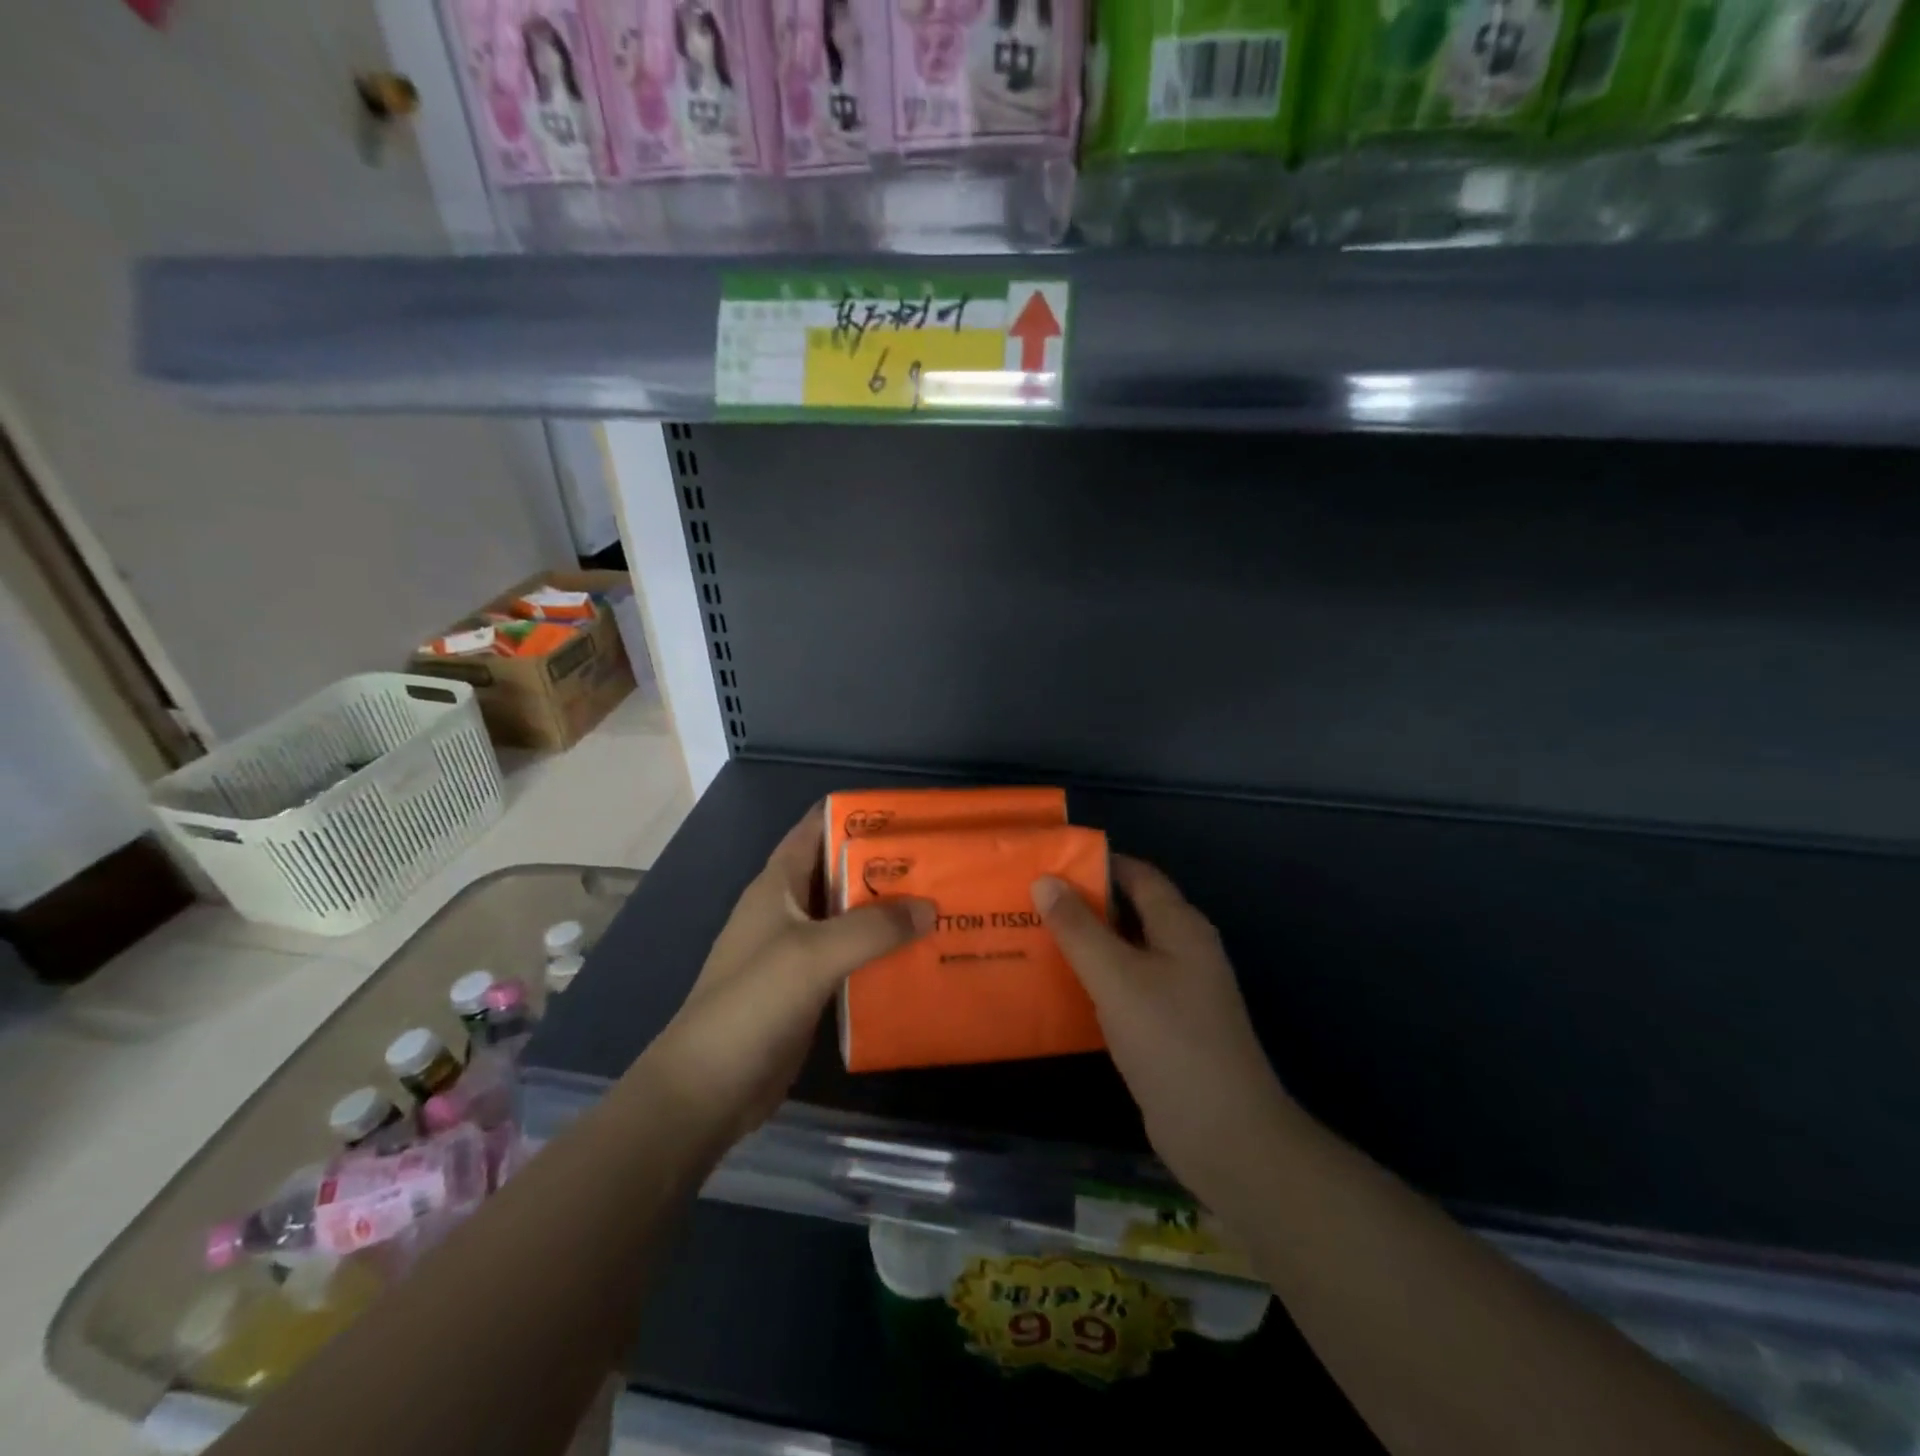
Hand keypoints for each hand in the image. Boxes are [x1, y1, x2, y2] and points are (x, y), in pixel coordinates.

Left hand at [646, 809, 933, 1143]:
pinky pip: (851, 957)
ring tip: (941, 905)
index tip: (908, 814)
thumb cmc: (753, 1003)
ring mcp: (796, 950)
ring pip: (849, 916)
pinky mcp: (808, 988)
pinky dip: (881, 951)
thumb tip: (930, 909)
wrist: (708, 1088)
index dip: (857, 814)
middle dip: (885, 865)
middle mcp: (788, 909)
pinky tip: (918, 956)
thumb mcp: (814, 954)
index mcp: (778, 884)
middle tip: (940, 862)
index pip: (817, 828)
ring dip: (887, 911)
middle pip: (840, 871)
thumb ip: (873, 928)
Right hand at [1032, 857, 1291, 1202]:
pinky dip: (1093, 980)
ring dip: (1084, 943)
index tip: (1047, 862)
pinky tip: (1057, 987)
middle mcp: (1182, 951)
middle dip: (1082, 903)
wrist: (1224, 1135)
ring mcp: (1176, 991)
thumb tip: (1045, 880)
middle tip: (1027, 900)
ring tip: (1031, 935)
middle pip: (1129, 911)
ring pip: (1123, 951)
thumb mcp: (1117, 978)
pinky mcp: (1165, 1026)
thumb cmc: (1171, 1041)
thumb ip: (1079, 928)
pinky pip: (1124, 987)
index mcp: (1181, 927)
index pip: (1137, 875)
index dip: (1096, 863)